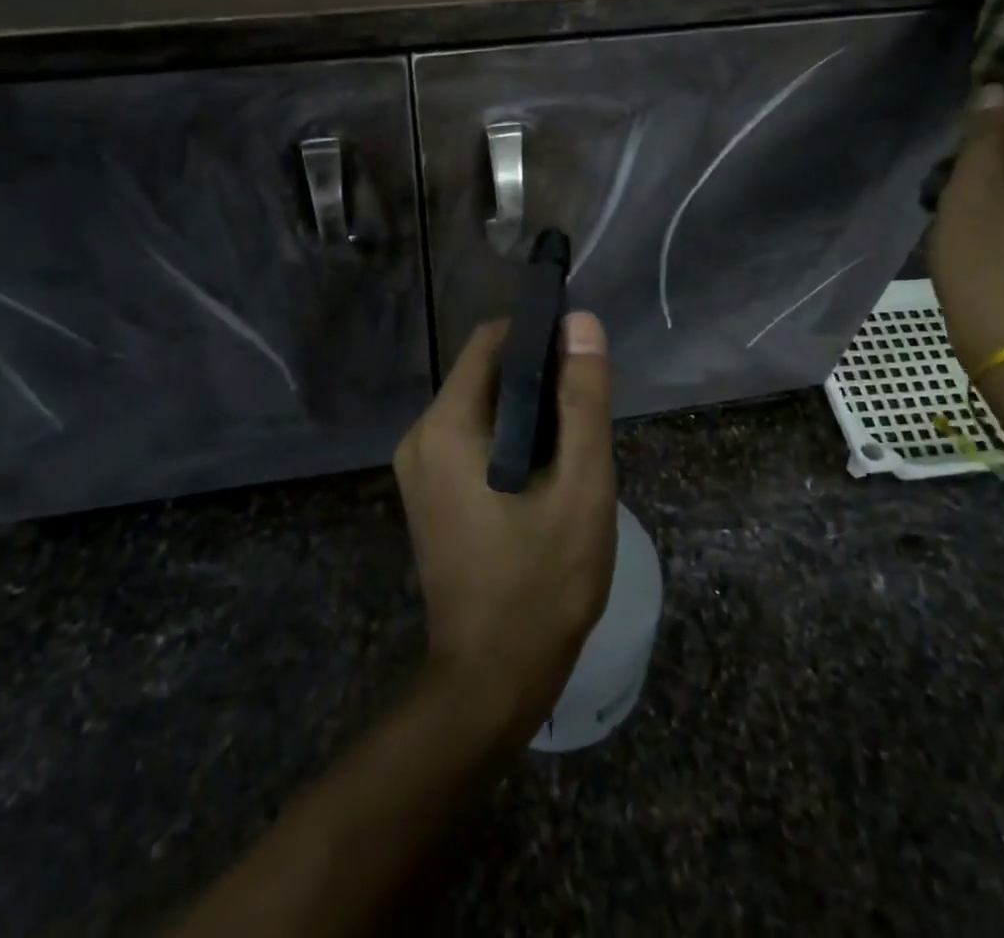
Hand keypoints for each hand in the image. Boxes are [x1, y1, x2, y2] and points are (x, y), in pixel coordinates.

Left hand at [392, 312, 616, 742]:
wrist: (490, 681)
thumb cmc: (542, 584)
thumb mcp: (582, 487)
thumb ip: (584, 400)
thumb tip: (581, 323)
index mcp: (447, 425)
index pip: (492, 341)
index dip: (540, 337)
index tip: (581, 363)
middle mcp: (420, 435)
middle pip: (486, 373)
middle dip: (539, 383)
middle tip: (585, 422)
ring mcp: (418, 467)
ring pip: (482, 407)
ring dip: (529, 415)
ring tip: (571, 455)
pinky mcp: (427, 493)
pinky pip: (471, 439)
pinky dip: (509, 441)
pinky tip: (543, 479)